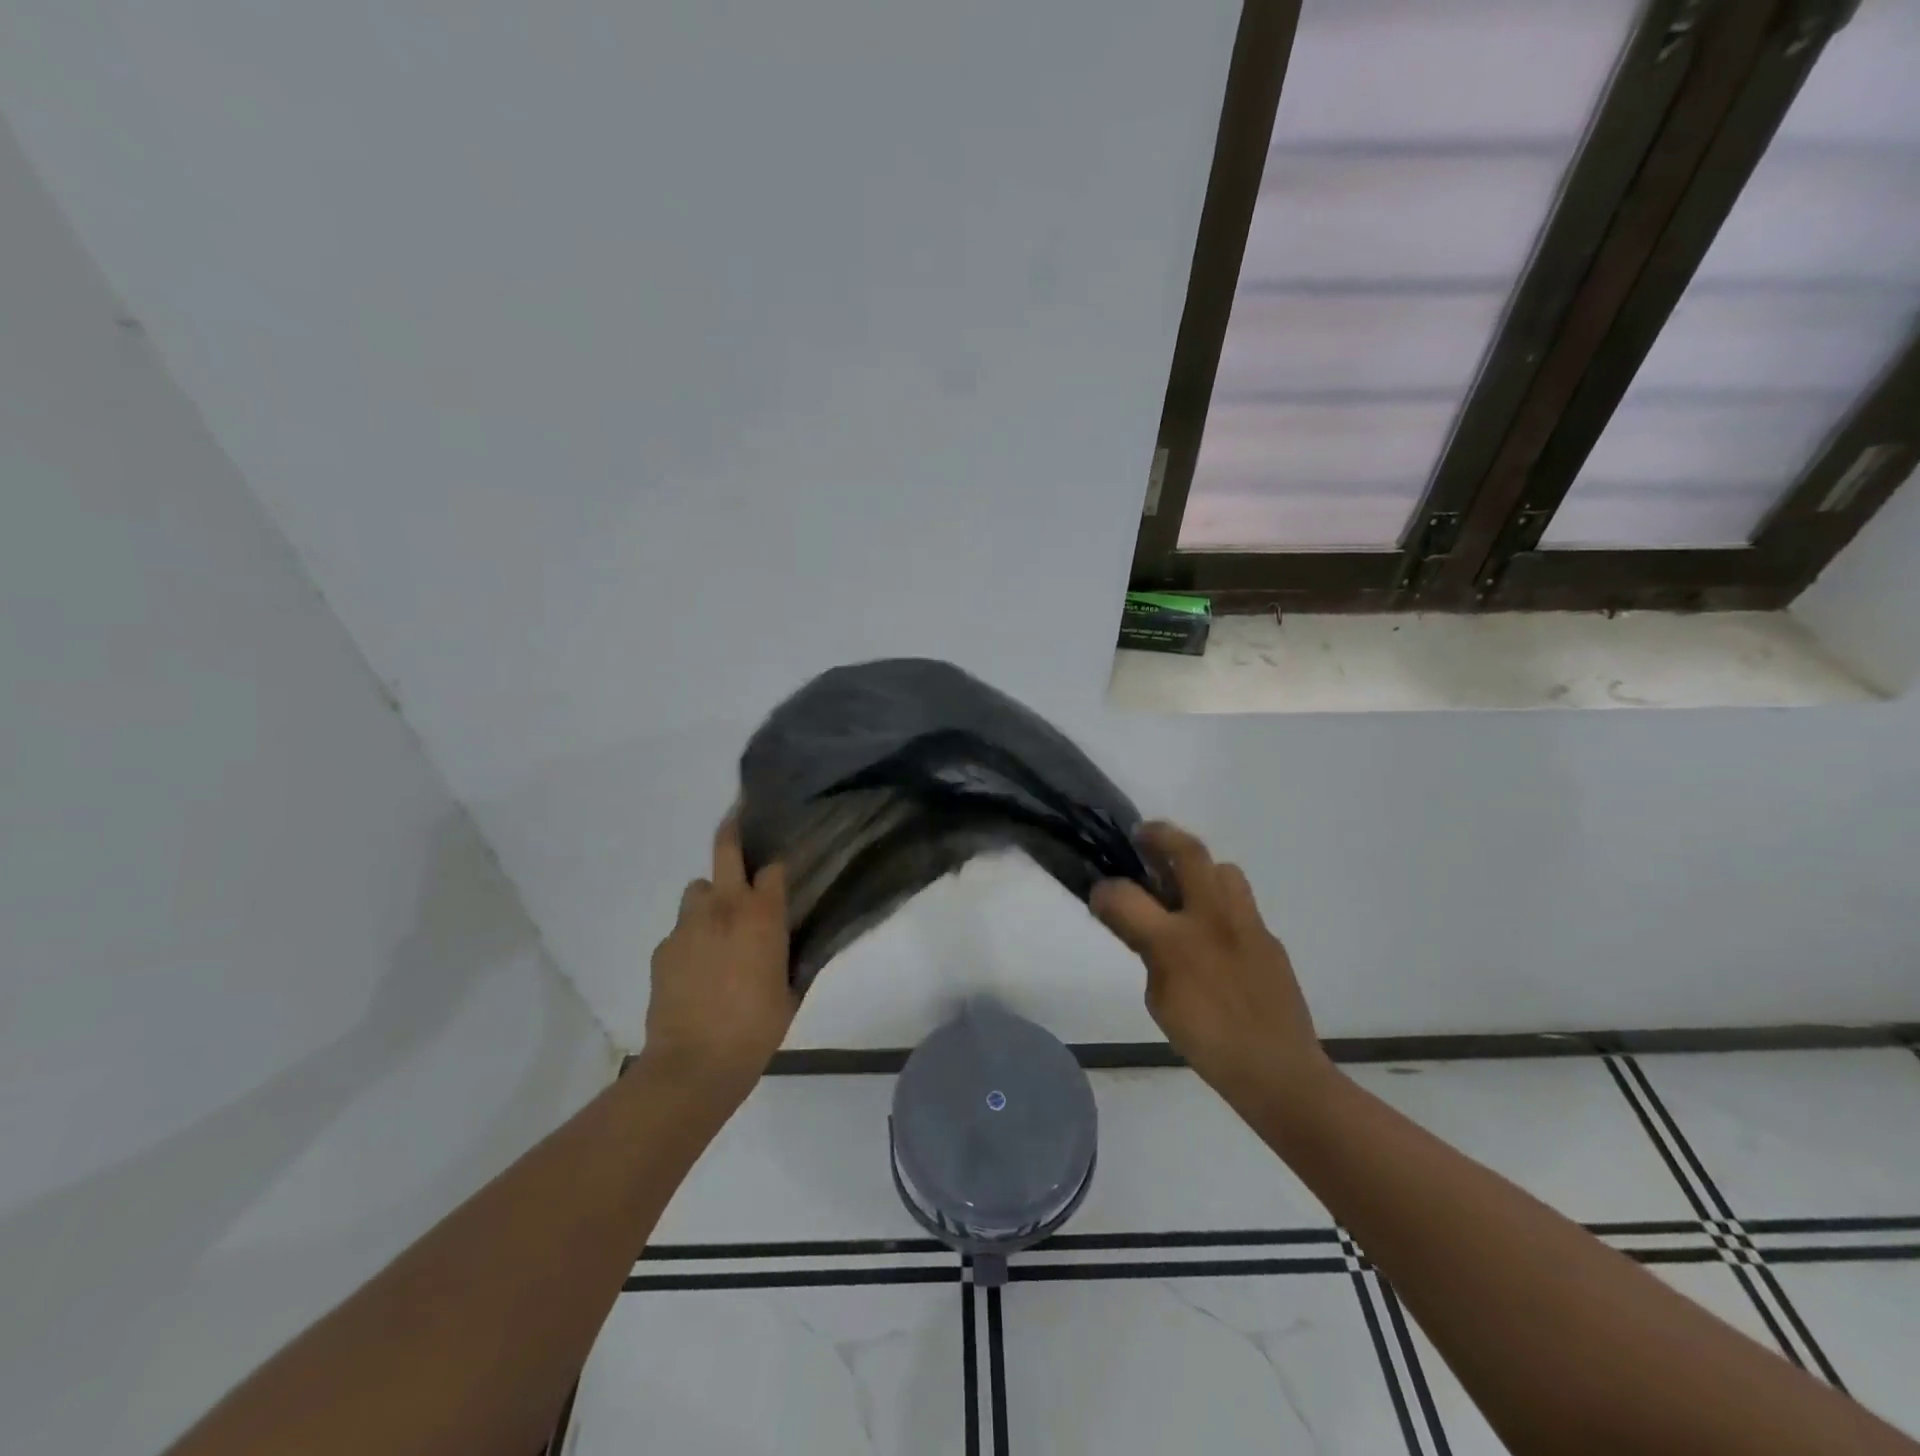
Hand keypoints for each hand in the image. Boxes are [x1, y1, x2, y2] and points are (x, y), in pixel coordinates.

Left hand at [641, 816, 792, 1106]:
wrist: (694, 1063)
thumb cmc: (756, 1029)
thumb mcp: (790, 991)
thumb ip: (791, 956)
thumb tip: (791, 942)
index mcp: (762, 916)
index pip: (772, 868)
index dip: (777, 867)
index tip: (781, 871)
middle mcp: (724, 908)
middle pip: (725, 849)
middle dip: (733, 830)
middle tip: (738, 821)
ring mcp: (687, 925)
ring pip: (697, 889)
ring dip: (709, 898)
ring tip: (717, 928)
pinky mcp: (662, 947)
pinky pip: (680, 929)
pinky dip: (690, 937)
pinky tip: (696, 968)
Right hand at [1091, 822, 1330, 1106]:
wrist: (1278, 1071)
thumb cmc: (1208, 1042)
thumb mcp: (1159, 1001)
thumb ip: (1147, 953)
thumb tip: (1139, 925)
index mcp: (1176, 941)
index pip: (1126, 897)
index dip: (1105, 890)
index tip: (1098, 890)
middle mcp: (1213, 919)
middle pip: (1188, 853)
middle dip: (1160, 836)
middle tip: (1143, 838)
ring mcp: (1247, 924)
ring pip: (1223, 869)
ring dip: (1198, 866)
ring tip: (1182, 883)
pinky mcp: (1269, 937)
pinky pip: (1240, 903)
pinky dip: (1219, 902)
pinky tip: (1212, 932)